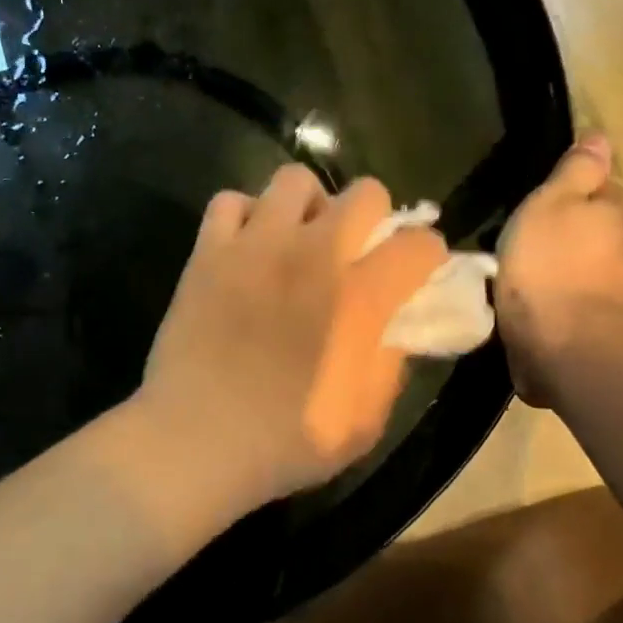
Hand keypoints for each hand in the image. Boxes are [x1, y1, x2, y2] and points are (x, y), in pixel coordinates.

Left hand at [134, 165, 447, 517]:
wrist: (195, 440)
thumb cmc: (285, 442)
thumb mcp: (366, 420)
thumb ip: (390, 362)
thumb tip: (395, 325)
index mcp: (359, 296)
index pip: (419, 245)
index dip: (427, 258)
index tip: (415, 275)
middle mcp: (312, 253)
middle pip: (365, 192)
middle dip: (375, 218)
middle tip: (356, 253)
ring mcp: (254, 245)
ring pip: (294, 180)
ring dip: (309, 206)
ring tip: (298, 241)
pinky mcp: (207, 252)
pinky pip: (229, 202)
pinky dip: (244, 216)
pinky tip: (246, 248)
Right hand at [495, 134, 622, 405]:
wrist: (562, 343)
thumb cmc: (549, 264)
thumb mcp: (551, 203)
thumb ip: (576, 171)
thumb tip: (601, 138)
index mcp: (619, 210)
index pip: (605, 184)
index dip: (575, 188)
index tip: (542, 199)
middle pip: (603, 224)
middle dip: (575, 226)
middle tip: (532, 232)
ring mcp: (622, 286)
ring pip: (595, 260)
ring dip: (572, 261)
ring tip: (533, 267)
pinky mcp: (605, 319)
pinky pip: (584, 292)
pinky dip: (567, 290)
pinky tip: (544, 297)